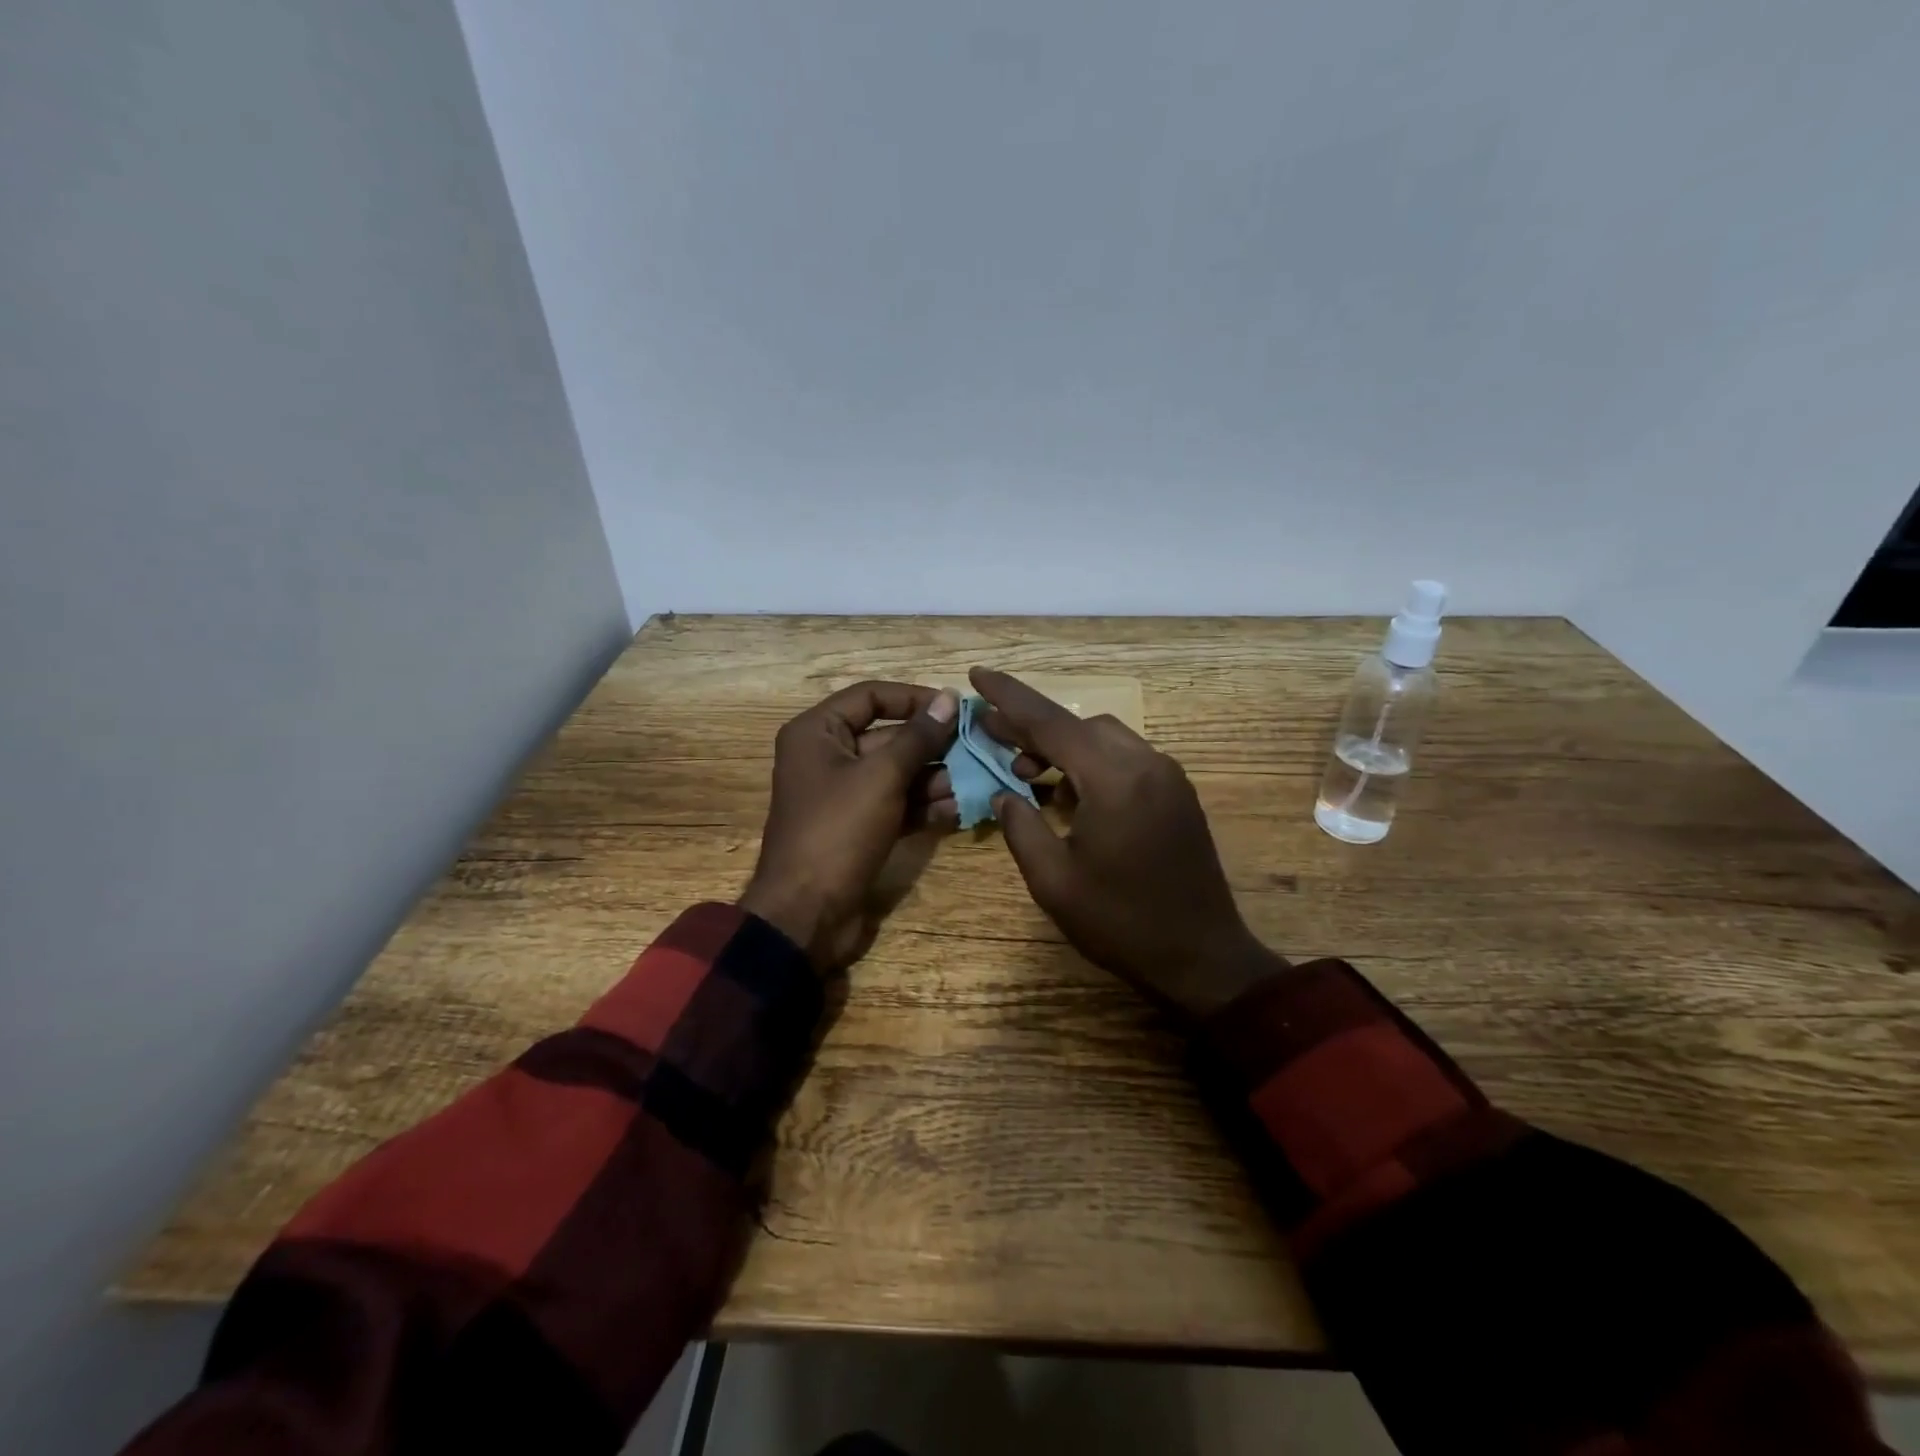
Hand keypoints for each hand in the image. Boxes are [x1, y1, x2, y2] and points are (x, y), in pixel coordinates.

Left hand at [740, 682, 959, 968]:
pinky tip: (959, 810)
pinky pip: (895, 804)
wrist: (807, 915)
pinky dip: (923, 806)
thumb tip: (949, 698)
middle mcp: (827, 757)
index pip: (870, 697)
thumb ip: (918, 737)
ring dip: (934, 778)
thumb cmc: (838, 831)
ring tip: (974, 782)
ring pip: (896, 774)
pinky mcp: (858, 828)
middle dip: (931, 745)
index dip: (913, 697)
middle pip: (887, 736)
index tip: (955, 708)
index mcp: (817, 733)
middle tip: (977, 748)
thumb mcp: (882, 777)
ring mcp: (843, 796)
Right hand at [970, 668, 1283, 1024]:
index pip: (1050, 722)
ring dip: (1062, 746)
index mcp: (1114, 779)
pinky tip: (1068, 793)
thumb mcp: (1054, 881)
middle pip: (1079, 724)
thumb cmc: (1121, 923)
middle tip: (991, 737)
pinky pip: (1126, 759)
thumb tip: (1004, 793)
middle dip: (1032, 727)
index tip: (977, 672)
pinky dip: (1091, 763)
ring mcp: (1168, 777)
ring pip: (1104, 738)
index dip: (1009, 697)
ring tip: (1025, 773)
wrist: (1203, 958)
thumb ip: (1020, 827)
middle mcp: (1146, 763)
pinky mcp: (1177, 794)